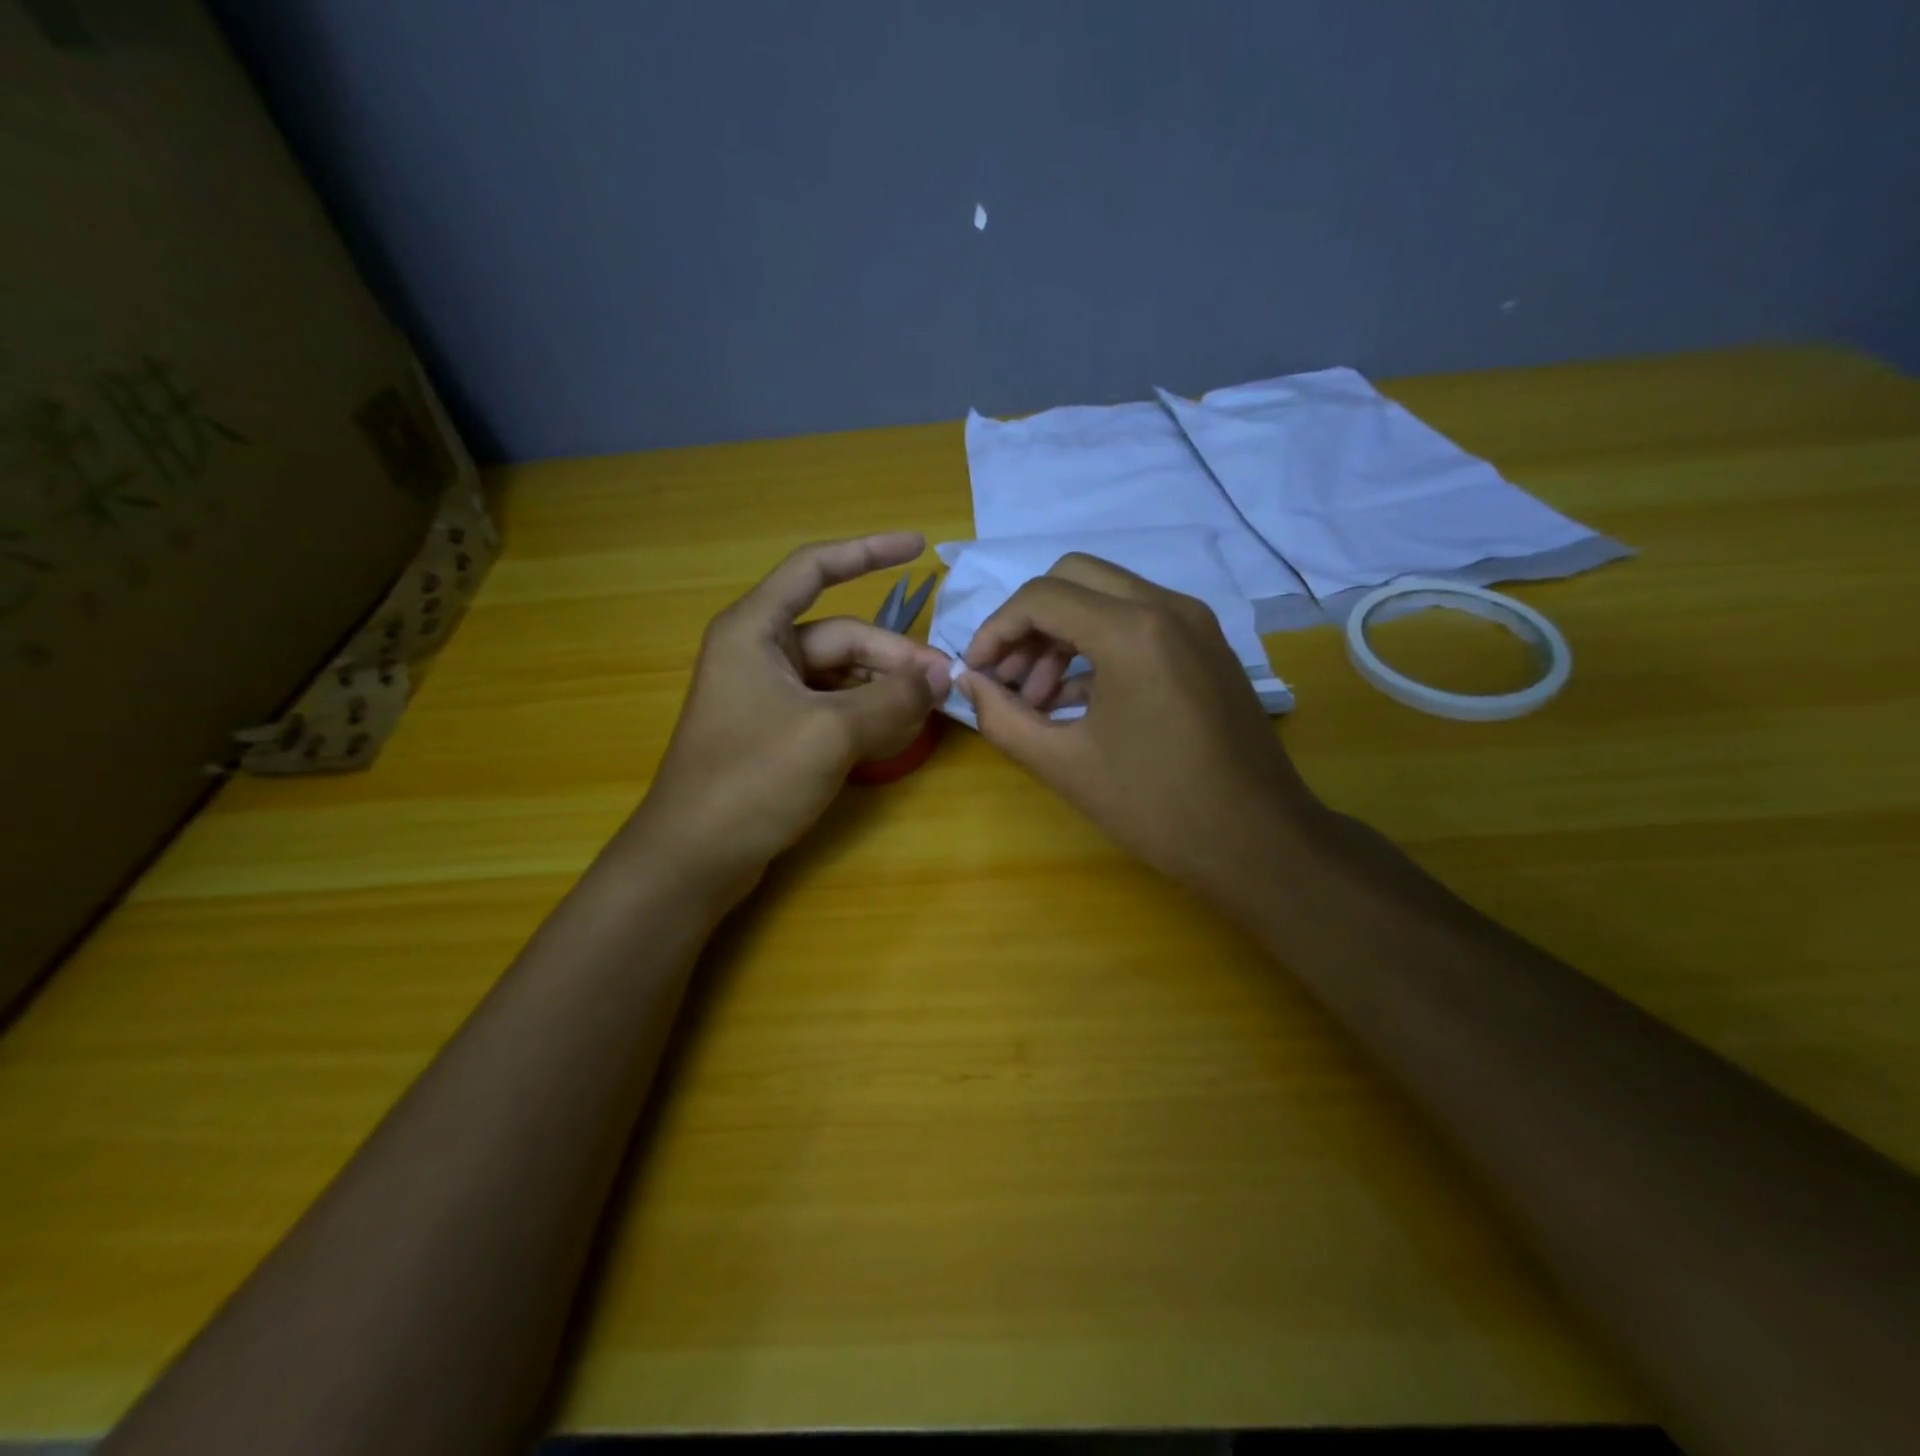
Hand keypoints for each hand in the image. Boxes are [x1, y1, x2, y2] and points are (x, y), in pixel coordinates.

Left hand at [634, 533, 949, 899]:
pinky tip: (897, 734)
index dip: (867, 551)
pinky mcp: (776, 732)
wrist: (694, 858)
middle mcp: (759, 653)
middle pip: (841, 636)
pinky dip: (865, 716)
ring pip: (841, 676)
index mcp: (755, 630)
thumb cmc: (752, 780)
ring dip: (884, 689)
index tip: (919, 549)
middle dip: (893, 657)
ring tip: (928, 711)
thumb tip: (942, 674)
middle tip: (944, 684)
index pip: (815, 569)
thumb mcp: (830, 734)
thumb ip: (891, 699)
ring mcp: (767, 695)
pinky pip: (831, 708)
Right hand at [957, 554, 1325, 909]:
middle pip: (1073, 578)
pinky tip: (1074, 701)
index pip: (1041, 597)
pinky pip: (1138, 623)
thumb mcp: (1065, 765)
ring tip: (1036, 699)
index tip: (977, 672)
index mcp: (1133, 631)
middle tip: (1006, 677)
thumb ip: (1003, 718)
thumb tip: (968, 684)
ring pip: (1106, 597)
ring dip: (1061, 635)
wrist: (1260, 841)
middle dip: (1028, 623)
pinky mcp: (1207, 645)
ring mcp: (1195, 623)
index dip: (995, 630)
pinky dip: (1097, 647)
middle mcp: (1168, 607)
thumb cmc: (1158, 807)